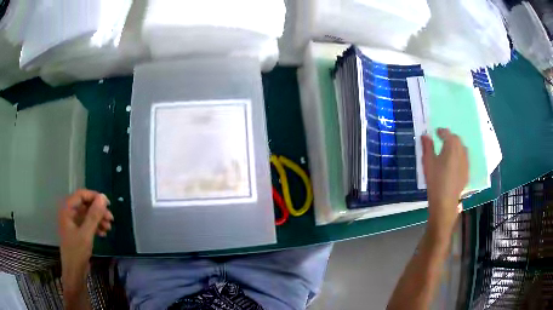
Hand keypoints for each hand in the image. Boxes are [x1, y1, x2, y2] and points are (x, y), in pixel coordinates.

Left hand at [58, 189, 112, 293]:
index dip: (94, 197)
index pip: (81, 195)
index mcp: (67, 210)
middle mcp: (69, 214)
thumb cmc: (77, 252)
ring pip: (87, 215)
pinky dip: (96, 227)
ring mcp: (73, 224)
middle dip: (98, 211)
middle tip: (111, 219)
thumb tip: (104, 198)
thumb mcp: (86, 233)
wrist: (74, 273)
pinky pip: (87, 224)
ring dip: (98, 219)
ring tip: (109, 228)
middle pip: (85, 205)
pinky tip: (103, 234)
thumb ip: (94, 215)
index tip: (108, 204)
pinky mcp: (77, 233)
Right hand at [421, 128, 468, 238]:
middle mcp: (461, 151)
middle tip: (442, 141)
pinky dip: (459, 156)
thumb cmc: (435, 180)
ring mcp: (466, 162)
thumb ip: (427, 146)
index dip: (441, 131)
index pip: (447, 133)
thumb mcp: (428, 162)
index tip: (436, 133)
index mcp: (451, 146)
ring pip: (462, 148)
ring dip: (456, 146)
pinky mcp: (467, 171)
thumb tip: (425, 135)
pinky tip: (454, 164)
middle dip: (450, 138)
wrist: (445, 202)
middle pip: (457, 139)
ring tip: (449, 152)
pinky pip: (464, 159)